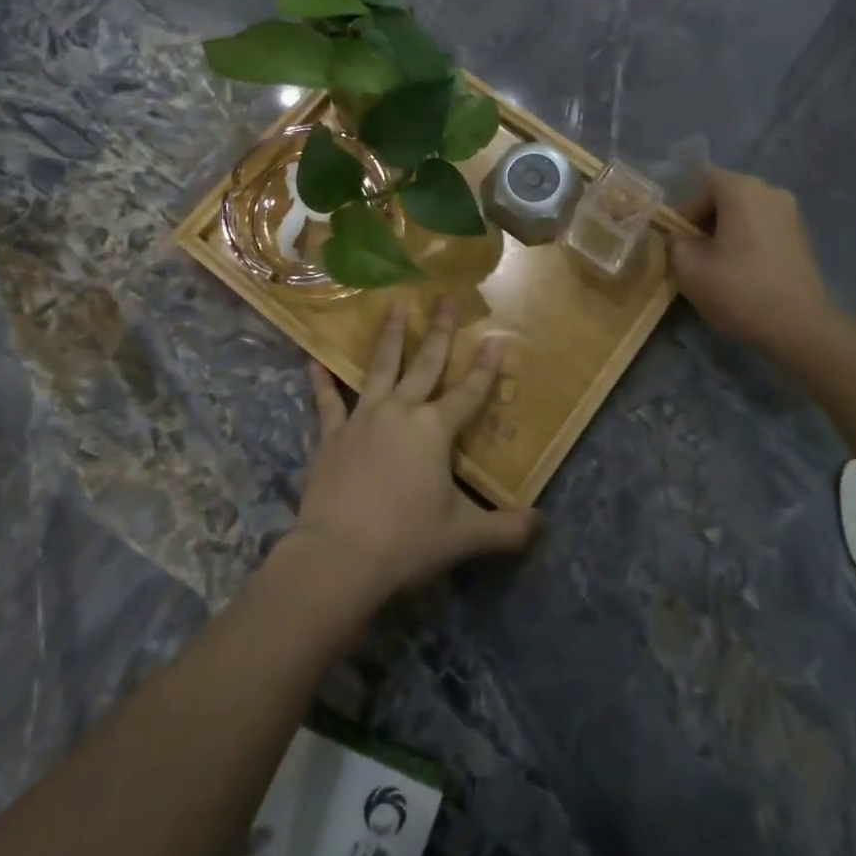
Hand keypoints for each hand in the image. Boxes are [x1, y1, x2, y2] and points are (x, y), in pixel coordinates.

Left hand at [291, 300, 540, 606]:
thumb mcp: (464, 537)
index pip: (469, 392)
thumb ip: (506, 529)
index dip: (485, 368)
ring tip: (395, 305)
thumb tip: (542, 525)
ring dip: (390, 336)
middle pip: (426, 364)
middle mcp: (401, 411)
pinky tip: (313, 361)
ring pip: (380, 367)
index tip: (495, 339)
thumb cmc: (406, 541)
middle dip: (439, 331)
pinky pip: (327, 401)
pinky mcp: (331, 434)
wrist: (339, 557)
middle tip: (445, 298)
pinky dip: (320, 382)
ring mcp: (363, 418)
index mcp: (435, 430)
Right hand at [671, 165, 840, 353]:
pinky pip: (763, 226)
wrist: (800, 327)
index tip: (679, 238)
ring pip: (745, 211)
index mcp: (741, 190)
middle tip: (693, 252)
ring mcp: (791, 212)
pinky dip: (747, 239)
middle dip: (705, 219)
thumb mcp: (688, 269)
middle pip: (725, 193)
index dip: (685, 206)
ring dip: (726, 231)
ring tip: (717, 264)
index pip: (703, 179)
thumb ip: (674, 243)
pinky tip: (742, 270)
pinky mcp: (802, 235)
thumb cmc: (739, 291)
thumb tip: (679, 237)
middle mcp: (770, 191)